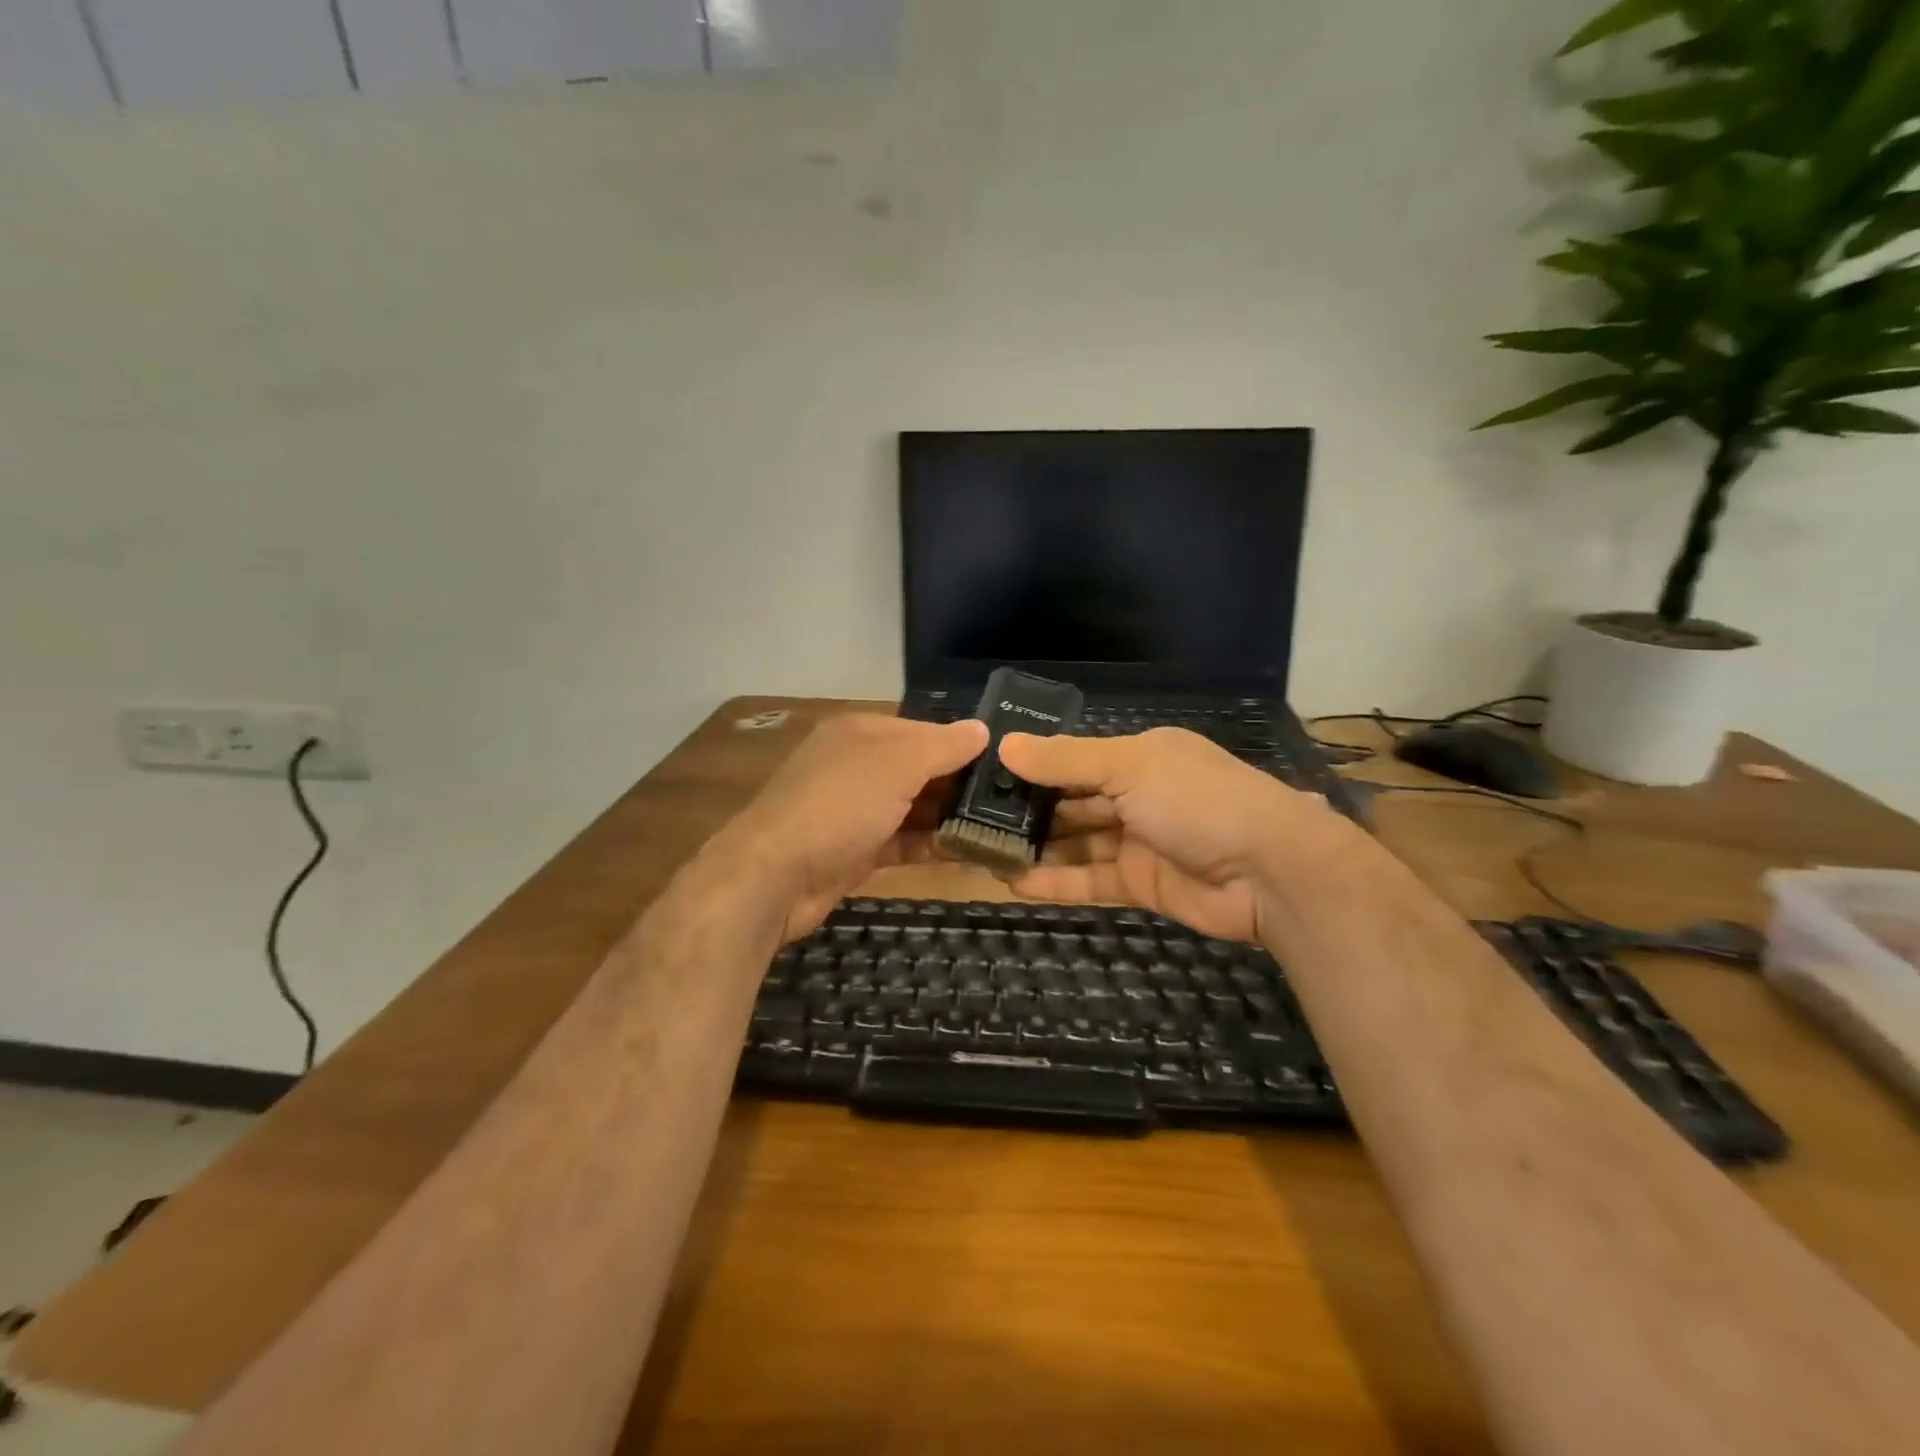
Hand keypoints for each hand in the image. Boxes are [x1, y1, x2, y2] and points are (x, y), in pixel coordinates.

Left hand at [709, 713, 988, 942]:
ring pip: (915, 809)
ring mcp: (856, 811)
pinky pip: (904, 842)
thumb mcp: (896, 764)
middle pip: (922, 770)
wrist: (775, 877)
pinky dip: (933, 846)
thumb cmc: (839, 805)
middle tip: (1015, 802)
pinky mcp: (857, 850)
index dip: (964, 745)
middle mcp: (858, 766)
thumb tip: (982, 729)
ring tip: (1003, 830)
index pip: (925, 731)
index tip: (1009, 764)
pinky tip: (970, 854)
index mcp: (863, 732)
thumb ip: (942, 746)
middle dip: (962, 785)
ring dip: (952, 819)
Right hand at [997, 727, 1353, 942]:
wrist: (1270, 872)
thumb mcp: (1130, 766)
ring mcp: (1139, 841)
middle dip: (1029, 811)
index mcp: (1139, 756)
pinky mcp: (1140, 883)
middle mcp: (1137, 794)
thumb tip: (1005, 745)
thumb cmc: (1198, 801)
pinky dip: (1056, 881)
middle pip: (1072, 801)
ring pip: (1076, 842)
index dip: (1033, 767)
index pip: (1075, 758)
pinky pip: (1089, 879)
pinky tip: (1014, 883)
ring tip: (985, 853)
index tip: (986, 777)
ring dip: (1036, 848)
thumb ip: (1066, 760)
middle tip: (974, 820)